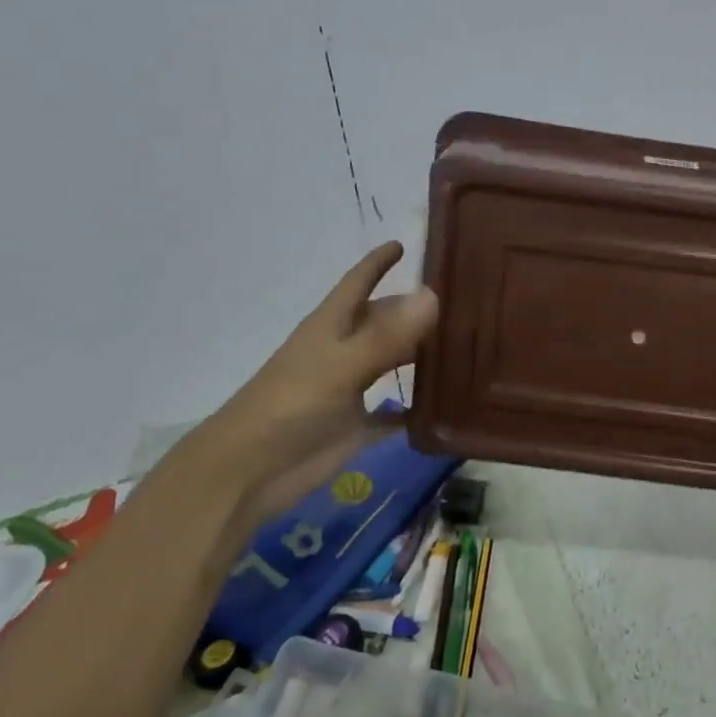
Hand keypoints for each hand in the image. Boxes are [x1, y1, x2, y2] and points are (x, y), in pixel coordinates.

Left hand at [192, 241, 439, 521]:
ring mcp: (349, 389)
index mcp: (331, 327)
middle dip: (413, 309)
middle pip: (382, 321)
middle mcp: (343, 351)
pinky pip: (394, 411)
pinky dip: (415, 407)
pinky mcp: (355, 426)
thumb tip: (432, 293)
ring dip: (421, 355)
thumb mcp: (342, 365)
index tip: (403, 244)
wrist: (248, 472)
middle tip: (462, 301)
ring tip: (466, 345)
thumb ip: (387, 335)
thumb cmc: (290, 406)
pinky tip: (447, 404)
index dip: (377, 263)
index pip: (358, 282)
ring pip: (391, 362)